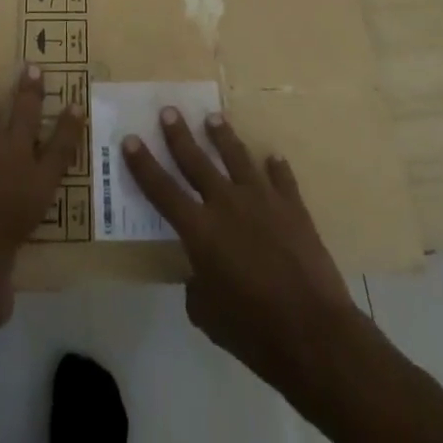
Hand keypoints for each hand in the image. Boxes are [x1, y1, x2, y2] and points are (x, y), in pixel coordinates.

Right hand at [123, 108, 363, 395]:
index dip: (143, 165)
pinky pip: (281, 177)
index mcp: (200, 230)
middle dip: (179, 134)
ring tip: (214, 118)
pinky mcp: (292, 206)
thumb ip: (197, 288)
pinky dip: (276, 167)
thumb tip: (198, 275)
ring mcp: (261, 199)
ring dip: (223, 136)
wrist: (313, 332)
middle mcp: (226, 203)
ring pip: (237, 156)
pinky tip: (273, 158)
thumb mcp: (209, 317)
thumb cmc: (253, 331)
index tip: (130, 139)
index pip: (162, 190)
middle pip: (196, 160)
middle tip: (169, 111)